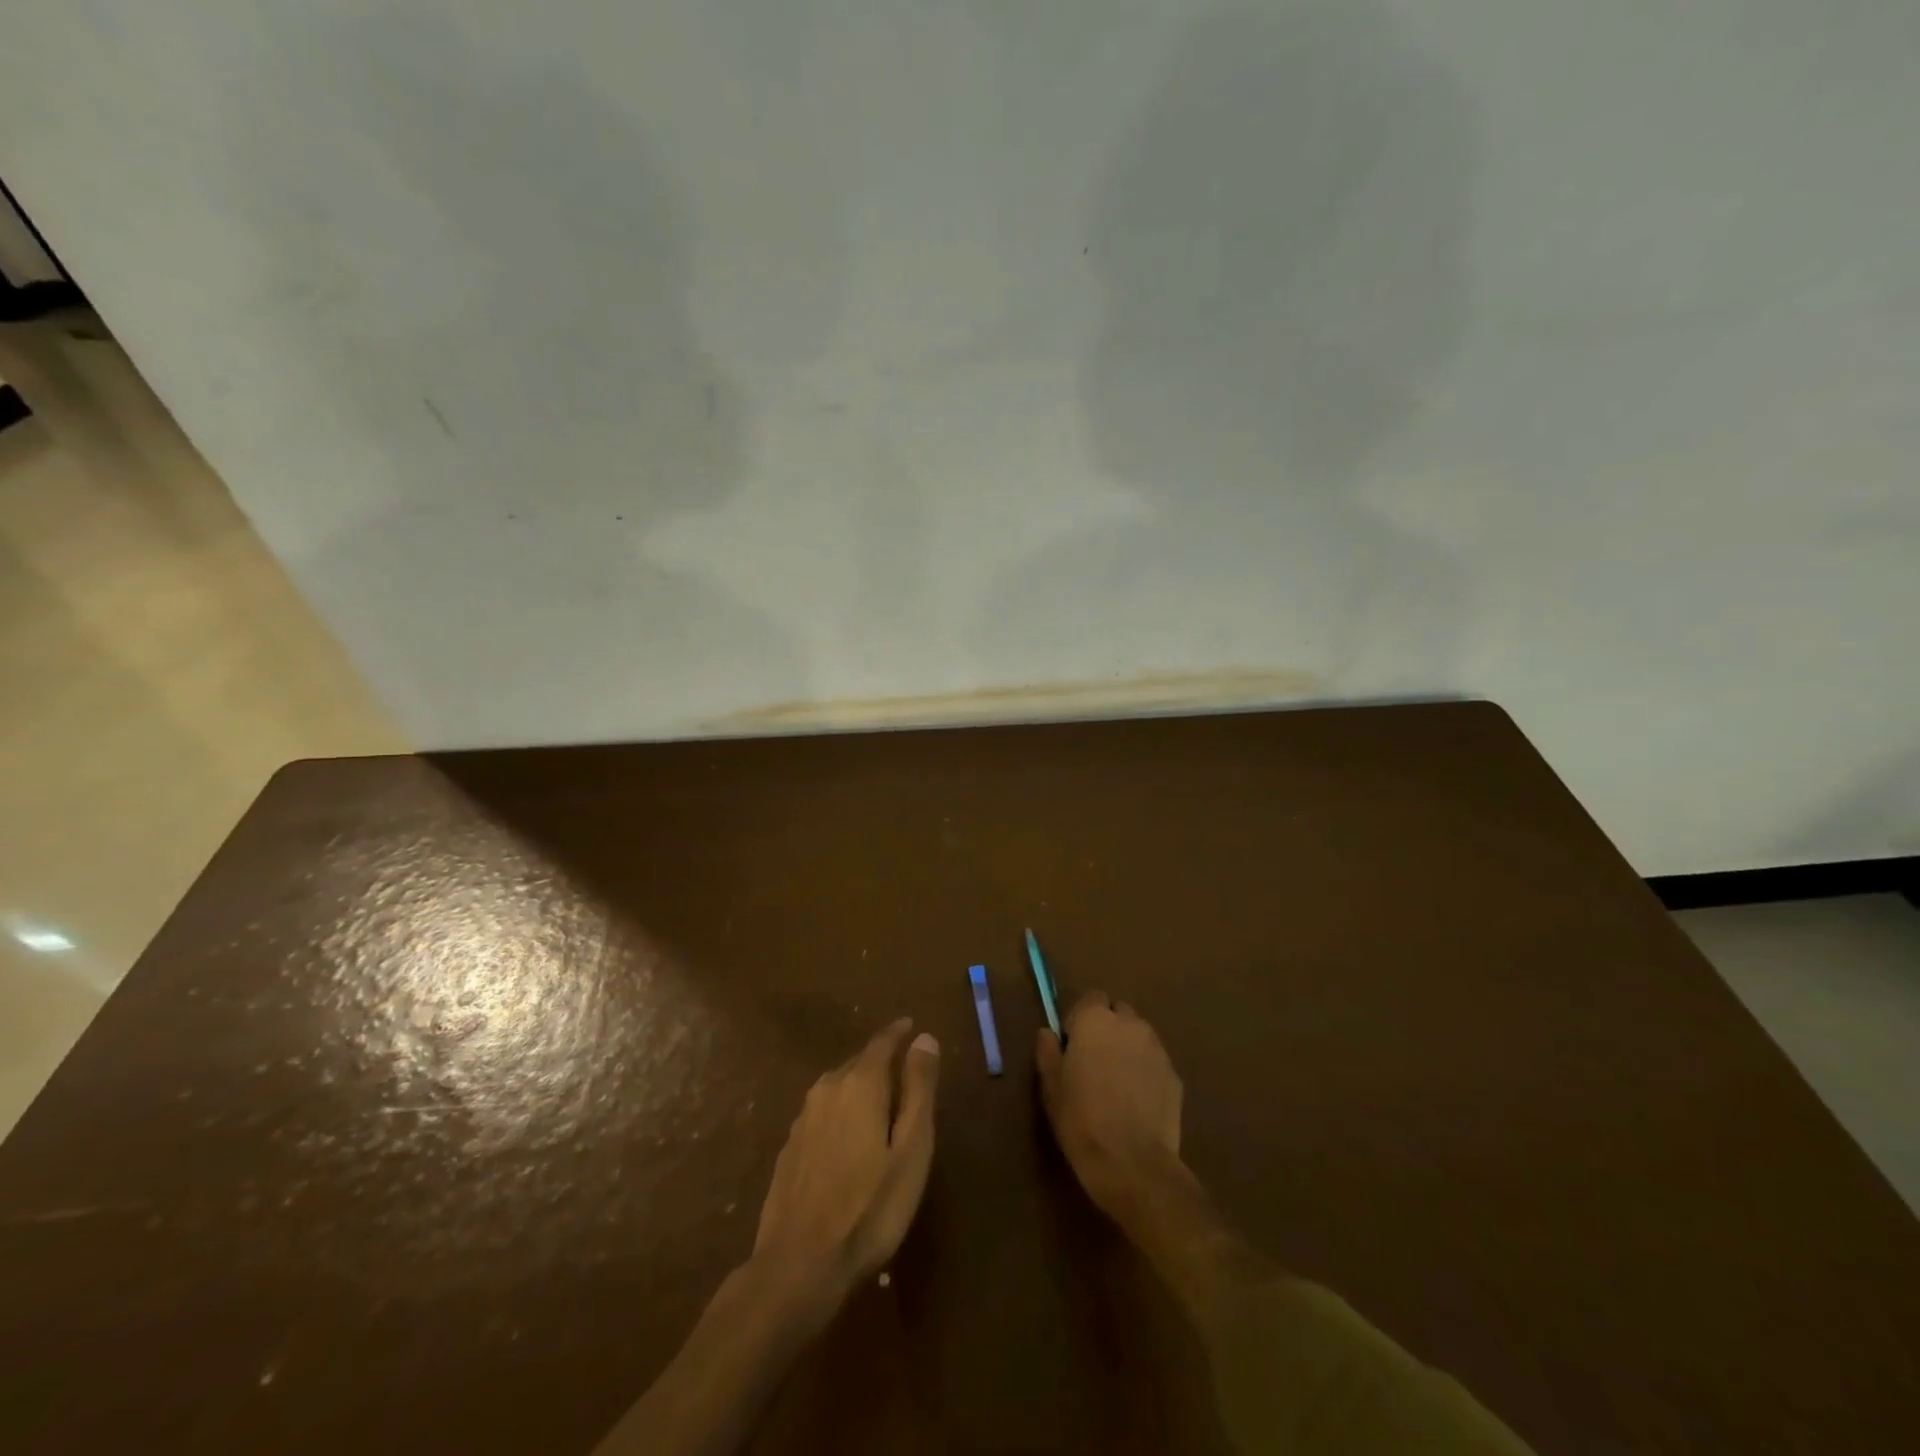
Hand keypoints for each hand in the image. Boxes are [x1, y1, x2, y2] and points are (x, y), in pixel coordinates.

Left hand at [751, 1018, 940, 1316]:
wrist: (798, 1265)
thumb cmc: (869, 1207)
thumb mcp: (911, 1149)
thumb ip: (919, 1089)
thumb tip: (924, 1038)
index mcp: (859, 1084)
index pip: (881, 1043)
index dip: (898, 1033)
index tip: (911, 1026)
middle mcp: (827, 1089)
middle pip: (858, 1063)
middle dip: (881, 1062)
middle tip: (903, 1071)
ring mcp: (803, 1119)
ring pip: (837, 1088)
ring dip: (859, 1087)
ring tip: (880, 1103)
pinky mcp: (789, 1148)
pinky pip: (822, 1113)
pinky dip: (841, 1113)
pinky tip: (848, 1138)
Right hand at [1037, 992, 1183, 1218]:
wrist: (1133, 1163)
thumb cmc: (1082, 1120)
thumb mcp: (1051, 1087)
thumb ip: (1048, 1052)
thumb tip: (1048, 1033)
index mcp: (1095, 1020)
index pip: (1090, 999)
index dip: (1080, 1019)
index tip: (1072, 1046)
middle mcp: (1129, 1024)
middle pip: (1118, 1012)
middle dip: (1107, 1028)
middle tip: (1094, 1062)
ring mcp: (1156, 1048)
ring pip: (1138, 1036)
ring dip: (1127, 1047)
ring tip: (1117, 1083)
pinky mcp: (1174, 1074)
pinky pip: (1154, 1061)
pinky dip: (1145, 1071)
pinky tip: (1136, 1101)